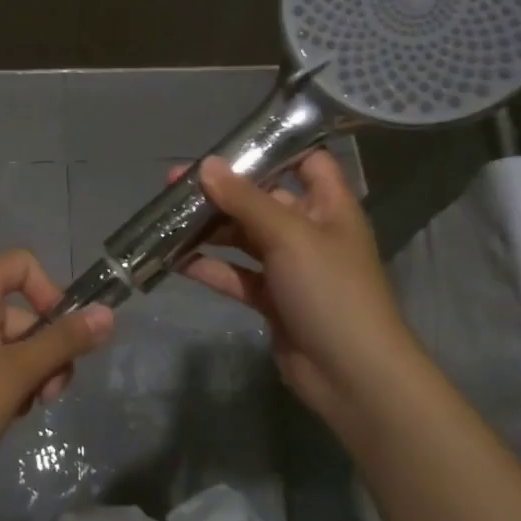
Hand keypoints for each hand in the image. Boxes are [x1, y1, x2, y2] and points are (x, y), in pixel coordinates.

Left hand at [0, 249, 113, 500]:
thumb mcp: (16, 375)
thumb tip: (108, 314)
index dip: (49, 291)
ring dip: (30, 373)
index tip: (62, 333)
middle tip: (50, 395)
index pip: (21, 264)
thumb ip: (63, 342)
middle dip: (46, 350)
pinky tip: (6, 415)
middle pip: (22, 311)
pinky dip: (7, 383)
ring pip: (11, 343)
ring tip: (24, 411)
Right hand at [176, 151, 413, 443]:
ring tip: (168, 218)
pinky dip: (210, 267)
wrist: (353, 377)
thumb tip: (207, 165)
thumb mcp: (289, 235)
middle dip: (222, 190)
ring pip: (244, 237)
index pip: (307, 161)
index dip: (274, 148)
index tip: (229, 143)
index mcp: (328, 206)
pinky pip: (236, 274)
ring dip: (210, 228)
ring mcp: (290, 267)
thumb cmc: (331, 291)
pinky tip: (176, 260)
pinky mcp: (272, 299)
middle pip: (263, 199)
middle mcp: (310, 231)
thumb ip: (245, 199)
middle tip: (176, 183)